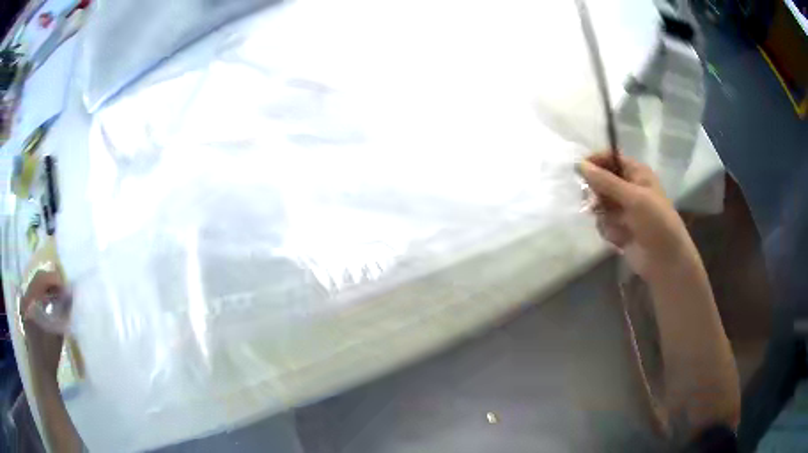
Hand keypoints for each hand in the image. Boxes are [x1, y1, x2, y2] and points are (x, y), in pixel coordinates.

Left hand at [20, 269, 65, 377]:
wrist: (42, 372)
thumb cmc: (49, 353)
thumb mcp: (57, 331)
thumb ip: (63, 309)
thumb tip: (70, 292)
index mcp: (30, 299)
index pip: (42, 278)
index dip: (55, 280)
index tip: (67, 289)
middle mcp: (24, 296)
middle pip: (38, 280)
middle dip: (52, 284)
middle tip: (64, 293)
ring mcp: (23, 304)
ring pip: (36, 288)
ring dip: (48, 291)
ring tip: (59, 300)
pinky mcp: (25, 312)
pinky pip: (34, 296)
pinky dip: (43, 297)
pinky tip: (50, 307)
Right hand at [578, 152, 697, 280]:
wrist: (665, 260)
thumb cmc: (656, 222)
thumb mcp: (633, 197)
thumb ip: (606, 182)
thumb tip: (580, 165)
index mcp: (636, 173)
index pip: (611, 158)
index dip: (596, 162)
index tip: (580, 170)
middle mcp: (629, 188)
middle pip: (601, 181)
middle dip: (597, 193)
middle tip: (596, 203)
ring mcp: (624, 210)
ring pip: (600, 205)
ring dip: (605, 216)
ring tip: (618, 225)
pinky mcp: (619, 229)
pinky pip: (603, 224)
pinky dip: (610, 231)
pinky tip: (622, 239)